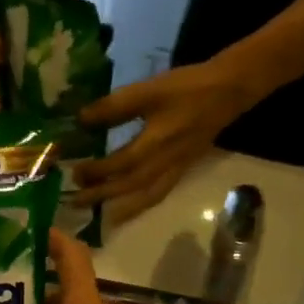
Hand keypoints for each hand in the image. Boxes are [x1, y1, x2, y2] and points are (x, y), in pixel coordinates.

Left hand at [74, 59, 259, 221]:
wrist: (228, 91)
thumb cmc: (186, 88)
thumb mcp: (148, 91)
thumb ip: (115, 107)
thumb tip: (81, 120)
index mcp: (155, 144)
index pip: (120, 164)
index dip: (97, 171)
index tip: (75, 172)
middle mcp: (164, 163)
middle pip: (129, 186)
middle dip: (101, 195)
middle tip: (76, 201)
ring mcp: (174, 169)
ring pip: (144, 196)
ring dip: (121, 207)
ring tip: (100, 215)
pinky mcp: (181, 169)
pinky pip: (158, 194)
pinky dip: (141, 205)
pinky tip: (129, 208)